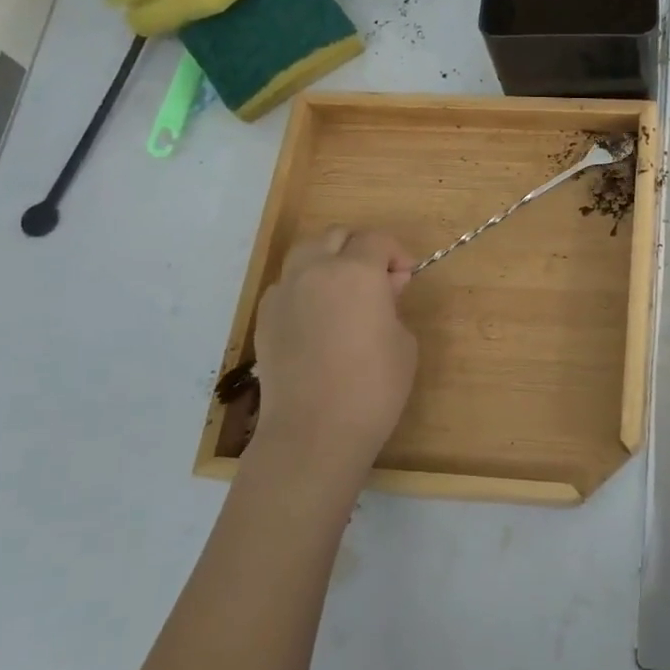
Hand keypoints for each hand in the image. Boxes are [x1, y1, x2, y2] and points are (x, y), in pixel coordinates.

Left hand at [244, 227, 416, 494]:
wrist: (314, 433)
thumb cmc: (374, 387)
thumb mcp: (403, 341)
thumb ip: (393, 304)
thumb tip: (383, 289)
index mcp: (355, 271)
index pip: (376, 240)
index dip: (396, 253)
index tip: (405, 278)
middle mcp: (315, 271)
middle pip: (335, 236)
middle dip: (359, 248)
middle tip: (377, 280)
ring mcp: (283, 293)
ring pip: (305, 254)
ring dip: (328, 261)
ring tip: (343, 292)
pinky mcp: (264, 319)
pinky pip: (287, 286)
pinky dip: (305, 288)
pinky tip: (317, 318)